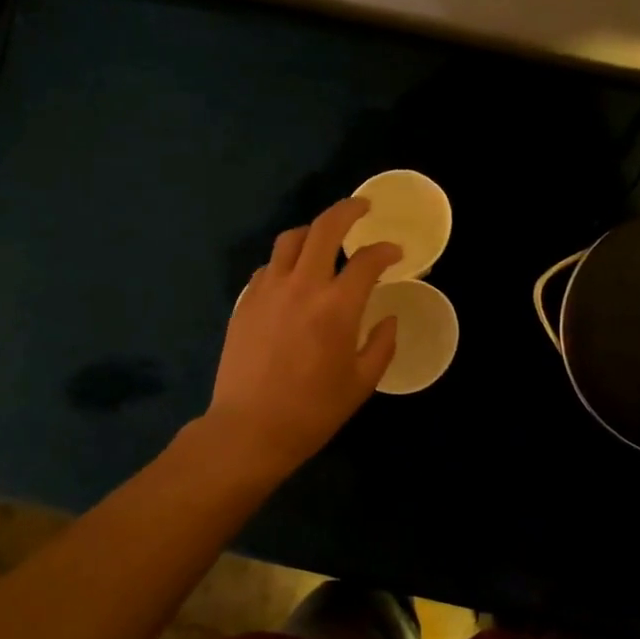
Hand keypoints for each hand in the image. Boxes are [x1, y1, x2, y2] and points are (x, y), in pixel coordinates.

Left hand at [206, 198, 401, 477]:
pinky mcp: (245, 301)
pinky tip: (293, 277)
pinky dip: (286, 261)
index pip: (367, 260)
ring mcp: (268, 290)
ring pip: (290, 239)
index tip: (394, 252)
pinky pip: (268, 266)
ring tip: (324, 239)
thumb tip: (388, 318)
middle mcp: (302, 285)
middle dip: (348, 210)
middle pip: (324, 228)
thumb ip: (382, 344)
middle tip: (362, 208)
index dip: (385, 250)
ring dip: (312, 231)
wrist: (249, 430)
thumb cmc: (313, 411)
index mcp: (337, 306)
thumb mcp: (362, 383)